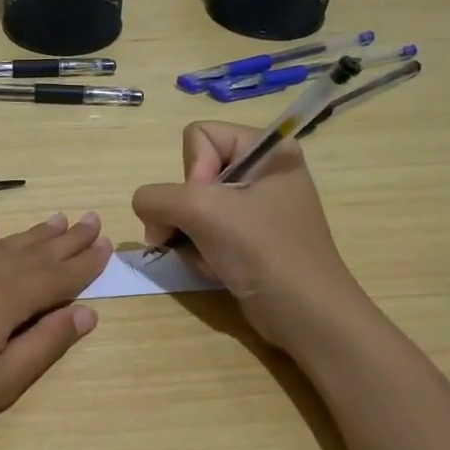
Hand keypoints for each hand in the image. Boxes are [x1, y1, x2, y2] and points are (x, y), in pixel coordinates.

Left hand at [0, 213, 111, 449]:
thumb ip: (44, 344)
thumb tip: (87, 313)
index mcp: (4, 299)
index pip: (56, 276)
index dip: (84, 262)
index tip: (107, 244)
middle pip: (31, 252)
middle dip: (65, 239)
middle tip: (91, 219)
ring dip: (29, 233)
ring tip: (55, 219)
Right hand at [132, 122, 358, 348]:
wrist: (304, 314)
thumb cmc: (261, 250)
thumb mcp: (201, 210)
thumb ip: (156, 197)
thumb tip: (146, 210)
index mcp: (268, 148)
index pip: (199, 136)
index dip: (192, 172)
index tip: (208, 205)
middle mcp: (263, 171)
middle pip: (192, 175)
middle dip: (184, 211)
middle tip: (196, 236)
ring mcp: (257, 208)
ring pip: (192, 207)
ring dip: (189, 236)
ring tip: (209, 257)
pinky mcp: (250, 239)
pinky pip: (205, 232)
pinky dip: (201, 251)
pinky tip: (216, 268)